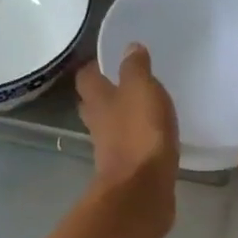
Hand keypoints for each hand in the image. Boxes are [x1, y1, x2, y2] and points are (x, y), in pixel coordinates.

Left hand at [76, 45, 178, 219]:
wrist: (142, 189)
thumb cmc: (140, 133)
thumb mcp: (142, 90)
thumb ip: (135, 68)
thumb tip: (129, 47)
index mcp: (99, 100)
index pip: (86, 77)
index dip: (94, 67)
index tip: (107, 59)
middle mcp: (98, 123)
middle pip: (92, 103)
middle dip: (103, 94)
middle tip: (121, 83)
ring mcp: (109, 148)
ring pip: (108, 127)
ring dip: (118, 118)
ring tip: (140, 109)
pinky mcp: (125, 169)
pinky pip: (126, 147)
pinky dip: (134, 140)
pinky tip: (150, 137)